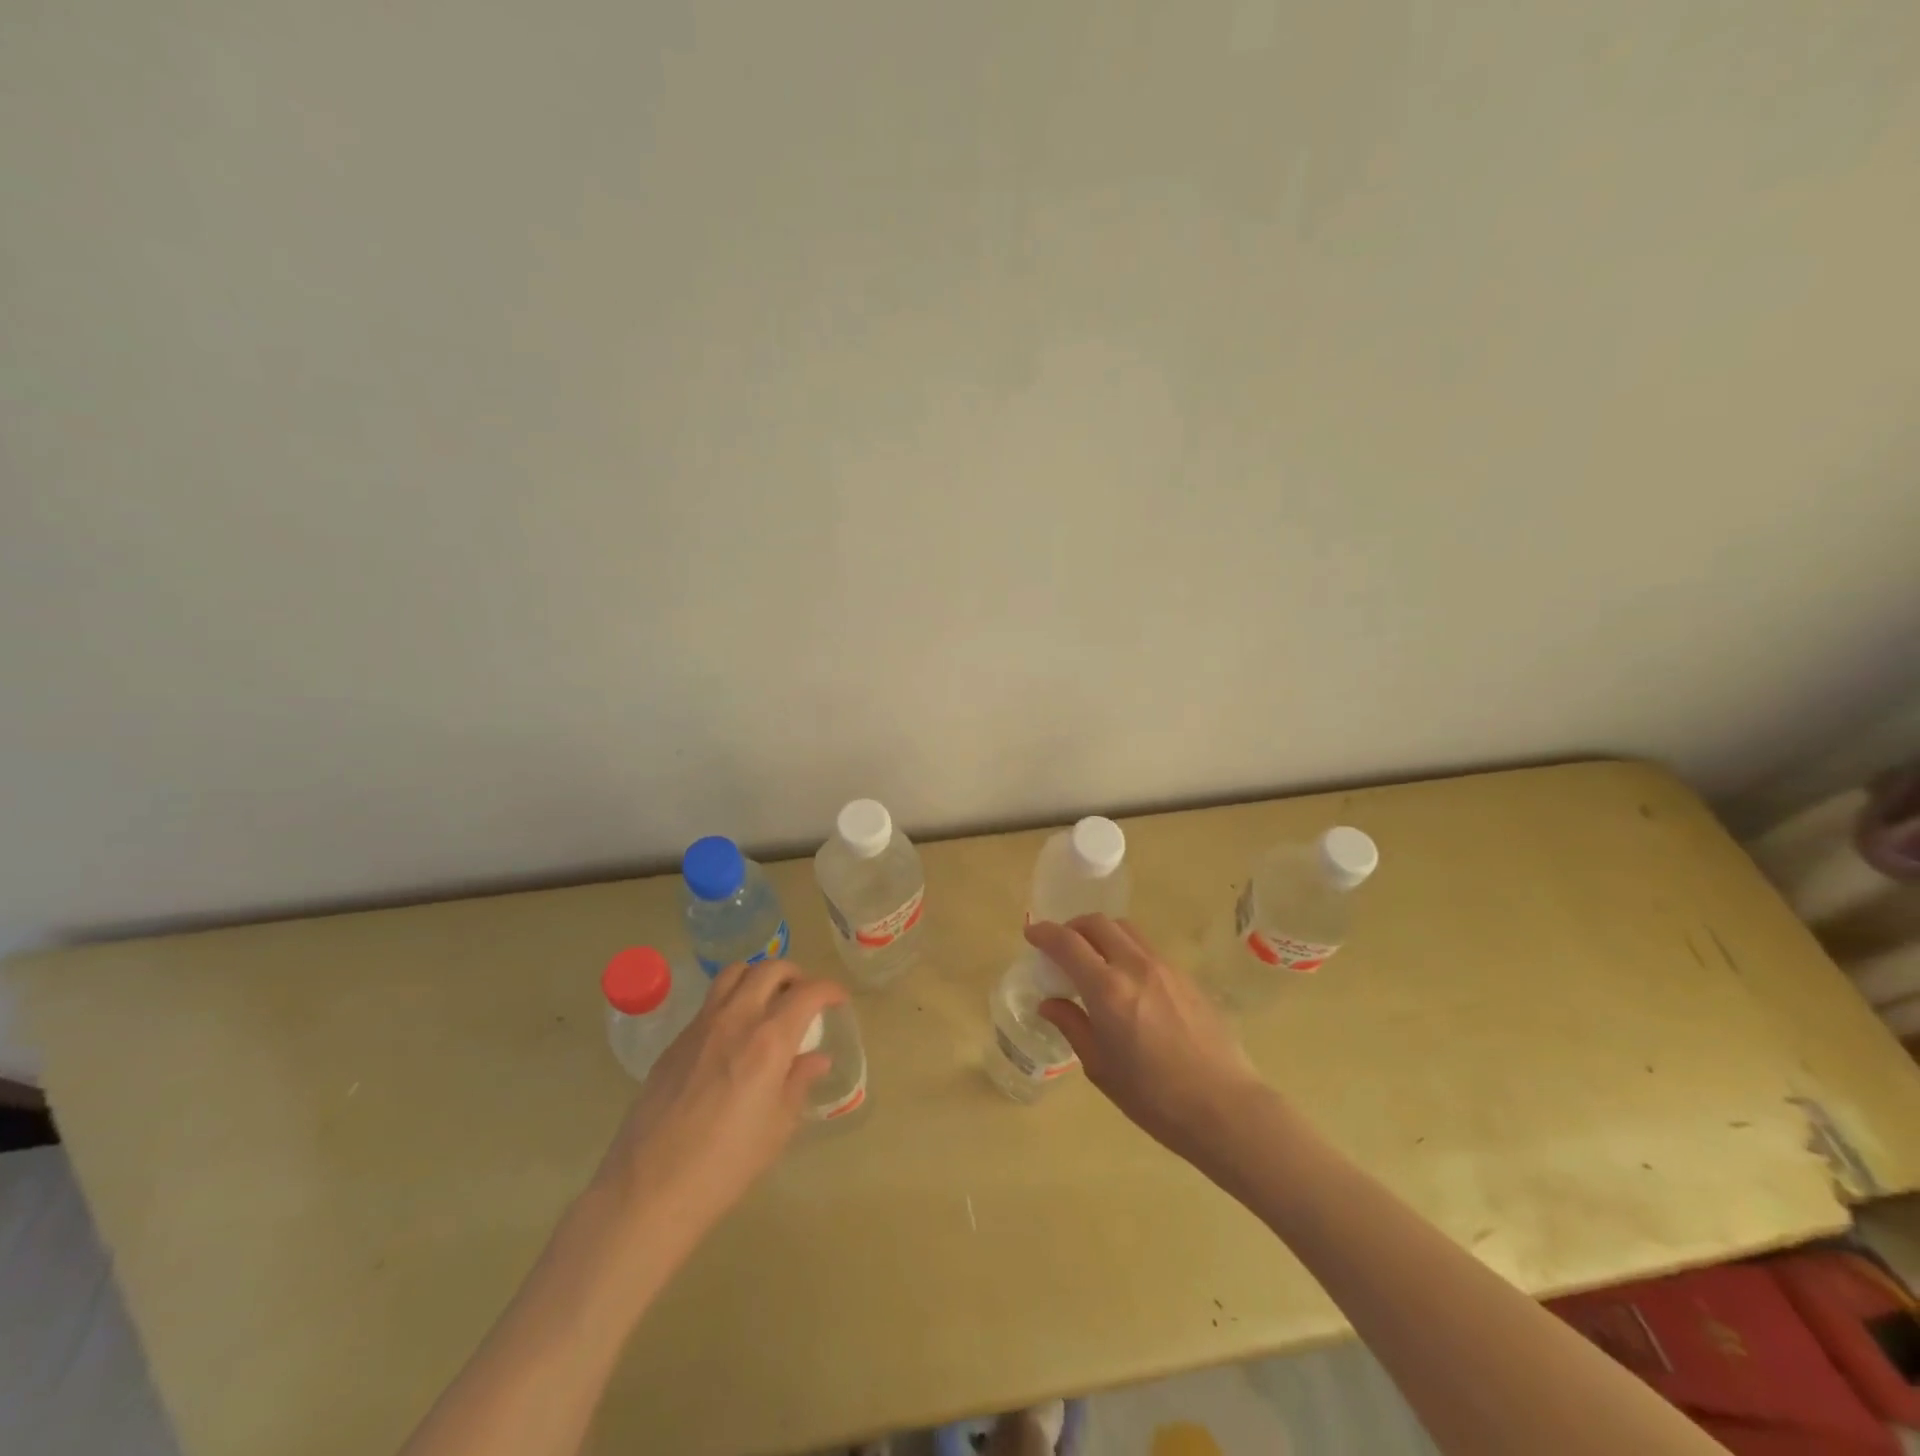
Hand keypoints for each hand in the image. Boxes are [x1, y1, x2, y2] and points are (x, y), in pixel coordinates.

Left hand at [592, 959, 844, 1236]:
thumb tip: (816, 1059)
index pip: (809, 992)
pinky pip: (709, 1002)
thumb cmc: (726, 1165)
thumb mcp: (778, 1128)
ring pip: (734, 973)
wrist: (649, 1189)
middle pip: (770, 969)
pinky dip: (731, 1000)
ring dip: (758, 976)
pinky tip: (733, 1035)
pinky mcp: (675, 1041)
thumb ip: (799, 1083)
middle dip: (795, 975)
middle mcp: (736, 1019)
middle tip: (804, 997)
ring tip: (767, 1001)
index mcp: (769, 1040)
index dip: (830, 989)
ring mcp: (701, 1026)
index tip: (838, 1000)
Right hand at [1025, 915, 1263, 1159]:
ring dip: (1102, 934)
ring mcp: (1165, 968)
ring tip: (1094, 960)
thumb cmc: (1154, 1098)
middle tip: (1061, 946)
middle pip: (1098, 923)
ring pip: (1126, 930)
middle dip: (1073, 927)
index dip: (1044, 933)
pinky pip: (1148, 949)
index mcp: (1107, 989)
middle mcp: (1135, 966)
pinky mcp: (1186, 977)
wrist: (1225, 1108)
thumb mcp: (1101, 1068)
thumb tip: (1050, 1003)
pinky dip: (1127, 951)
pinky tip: (1128, 983)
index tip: (1032, 936)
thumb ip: (1072, 1026)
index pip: (1067, 943)